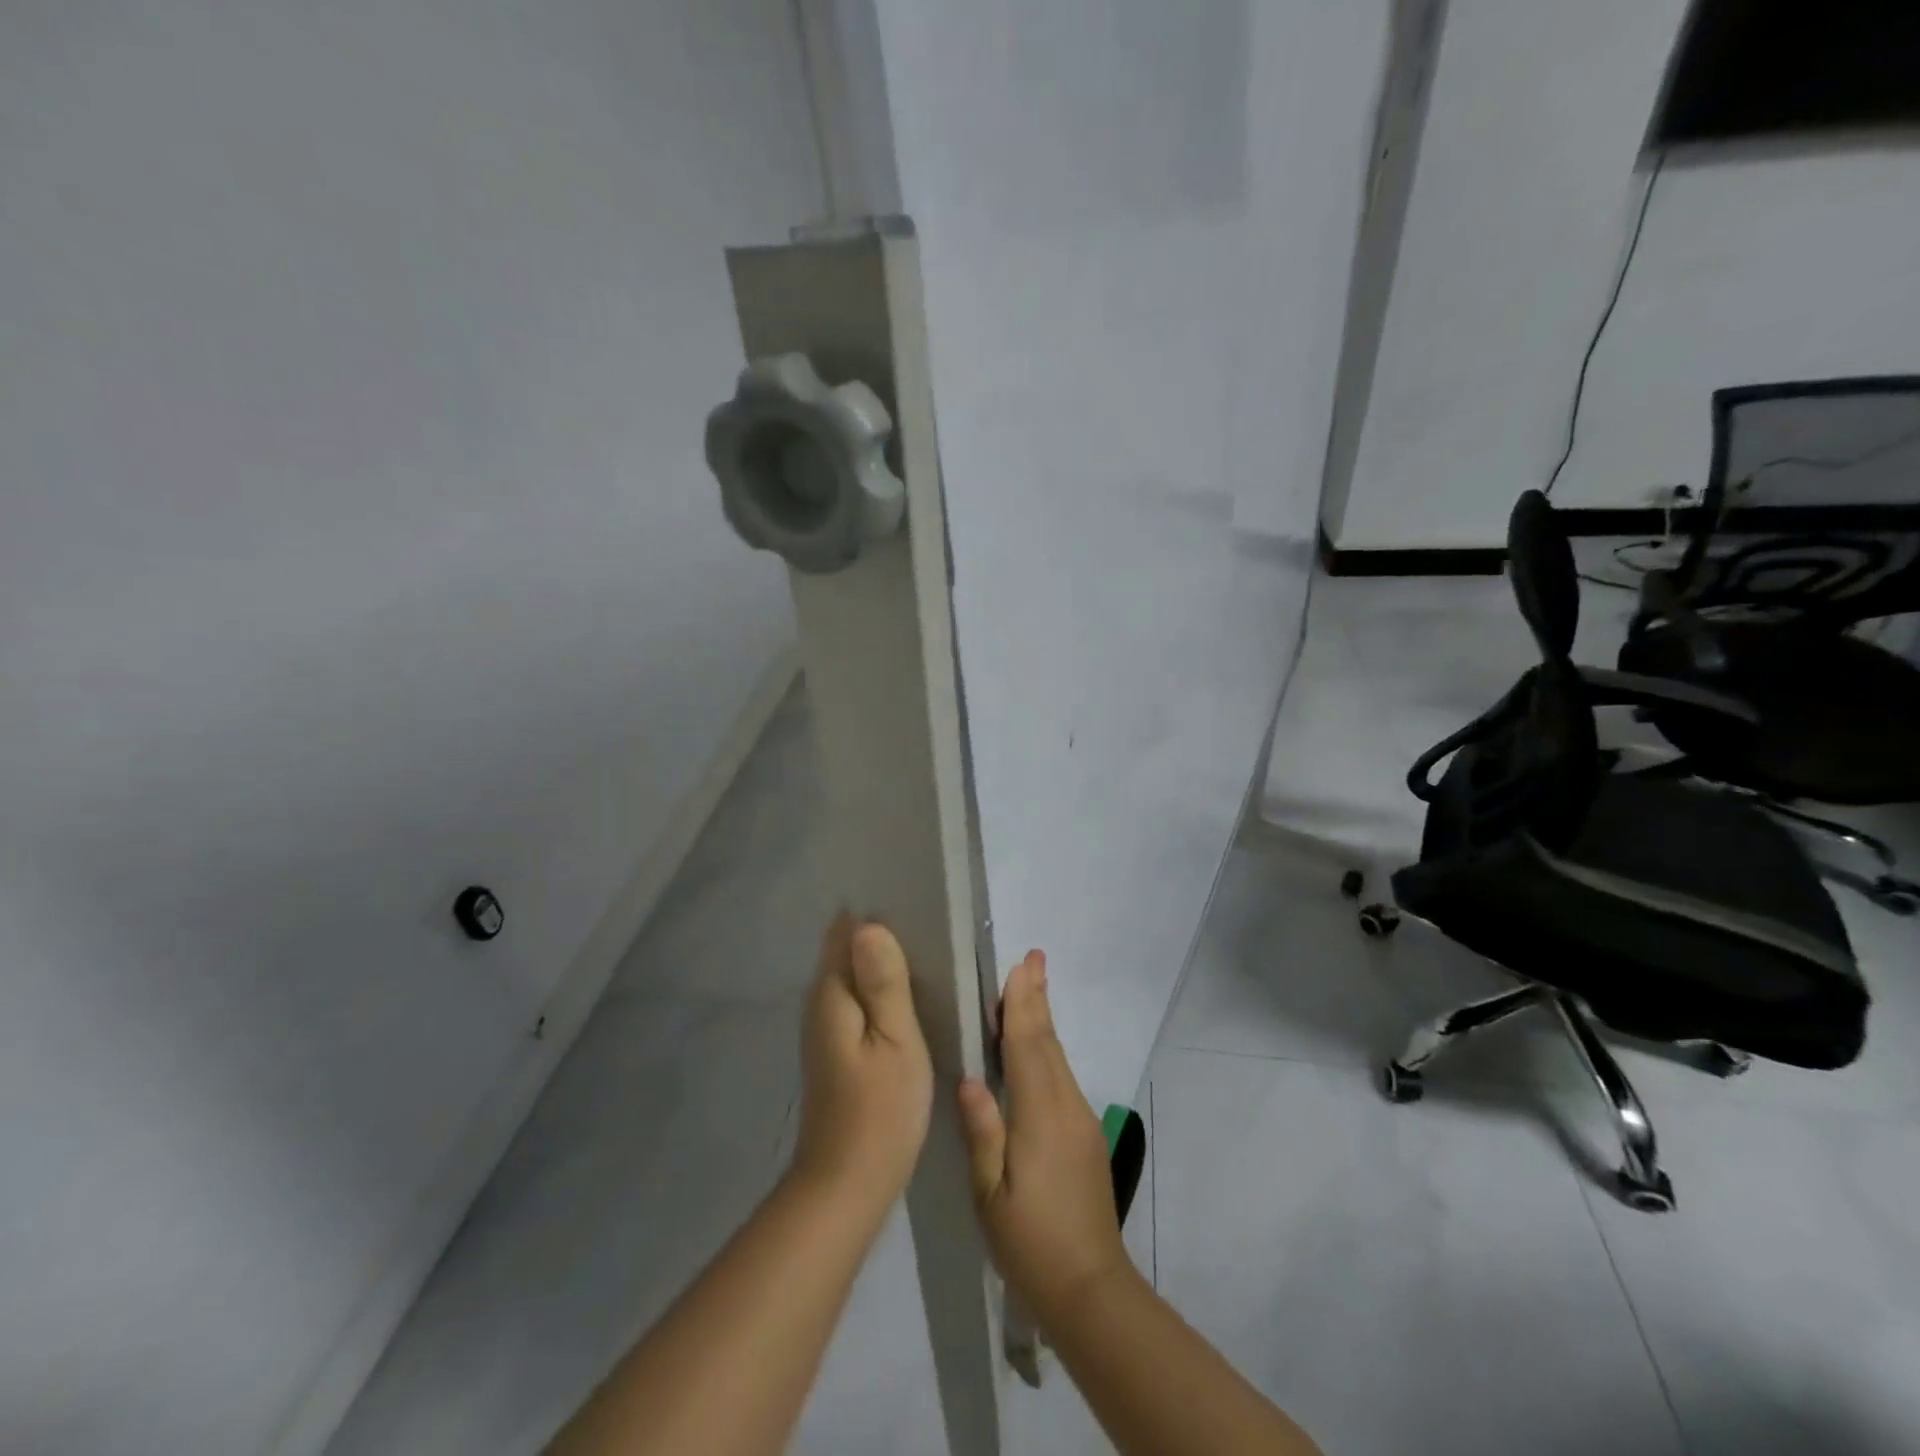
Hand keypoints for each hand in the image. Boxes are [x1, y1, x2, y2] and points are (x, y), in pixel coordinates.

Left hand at [790, 916, 933, 1213]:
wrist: (846, 1186)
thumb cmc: (881, 1110)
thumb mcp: (896, 1041)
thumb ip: (884, 982)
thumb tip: (871, 924)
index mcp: (832, 992)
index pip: (844, 929)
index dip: (874, 912)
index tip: (912, 899)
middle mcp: (819, 1002)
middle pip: (846, 949)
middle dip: (879, 933)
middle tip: (929, 922)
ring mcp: (824, 1027)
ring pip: (851, 974)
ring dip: (880, 962)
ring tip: (926, 949)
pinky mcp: (835, 1049)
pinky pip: (855, 999)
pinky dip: (877, 989)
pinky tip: (907, 994)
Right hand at [957, 951, 1130, 1332]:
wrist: (1091, 1289)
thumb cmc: (1031, 1243)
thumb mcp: (991, 1195)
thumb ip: (983, 1132)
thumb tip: (969, 1078)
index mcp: (1040, 1115)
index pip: (1028, 1046)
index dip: (1023, 1004)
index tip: (1022, 966)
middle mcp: (1066, 1106)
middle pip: (1047, 1041)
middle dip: (1037, 998)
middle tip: (1032, 957)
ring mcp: (1080, 1119)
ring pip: (1057, 1056)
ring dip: (1042, 1019)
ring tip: (1031, 986)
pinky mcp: (1085, 1133)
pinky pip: (1061, 1076)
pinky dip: (1046, 1048)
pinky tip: (1035, 1045)